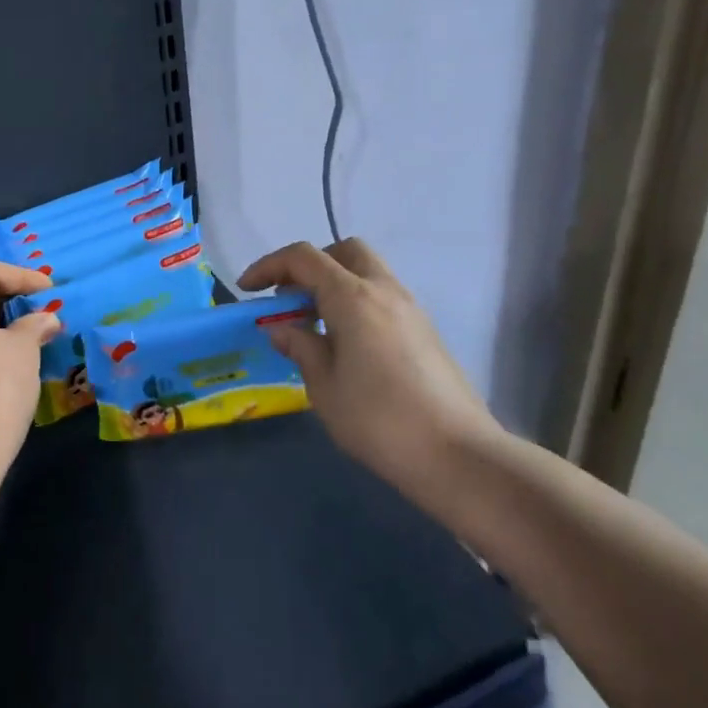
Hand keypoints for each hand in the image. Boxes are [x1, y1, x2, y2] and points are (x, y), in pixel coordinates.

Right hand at [237, 238, 503, 508]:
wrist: (459, 457)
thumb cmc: (380, 421)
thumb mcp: (324, 387)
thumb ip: (300, 348)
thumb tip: (282, 329)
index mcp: (353, 297)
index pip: (303, 258)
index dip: (269, 266)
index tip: (248, 290)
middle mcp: (384, 291)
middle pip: (344, 251)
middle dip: (310, 265)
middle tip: (289, 299)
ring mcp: (411, 309)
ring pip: (367, 272)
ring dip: (335, 284)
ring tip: (314, 325)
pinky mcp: (425, 331)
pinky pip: (382, 297)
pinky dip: (356, 303)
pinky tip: (346, 344)